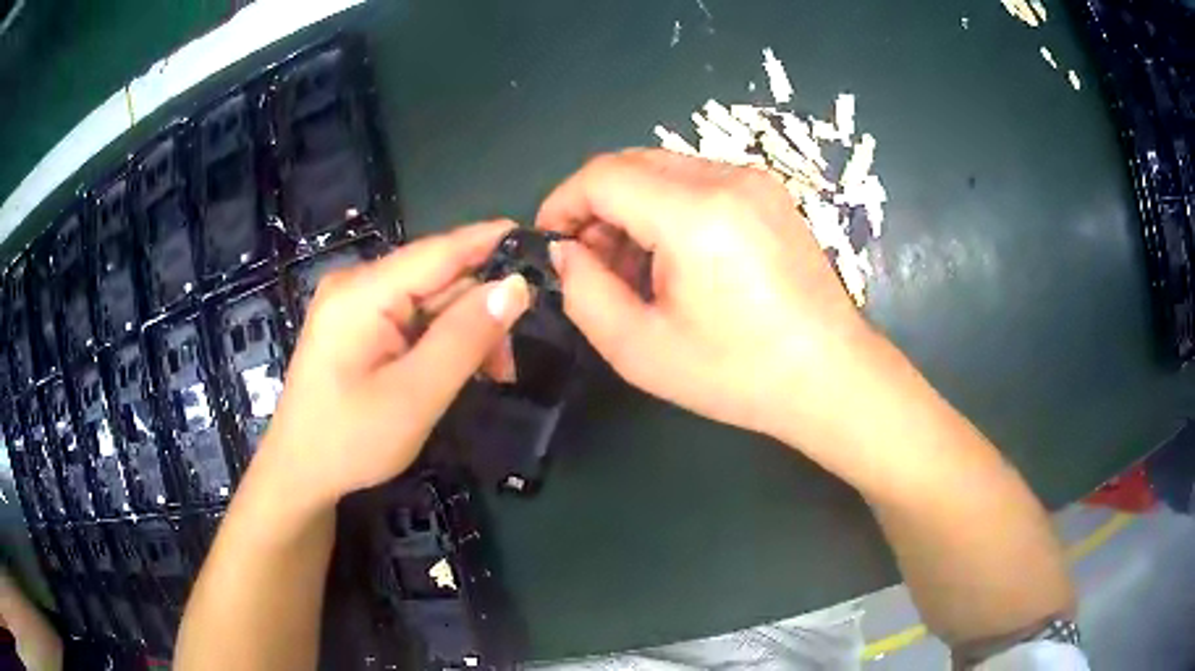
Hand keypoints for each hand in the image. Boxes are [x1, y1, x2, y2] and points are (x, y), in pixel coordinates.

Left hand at [253, 221, 530, 508]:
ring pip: (428, 299)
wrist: (300, 474)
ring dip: (464, 331)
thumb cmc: (351, 442)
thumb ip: (465, 338)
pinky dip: (441, 340)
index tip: (544, 245)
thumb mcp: (415, 396)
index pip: (440, 250)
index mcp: (362, 293)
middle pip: (436, 277)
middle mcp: (356, 284)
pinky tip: (456, 369)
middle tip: (509, 364)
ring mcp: (353, 303)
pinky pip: (411, 317)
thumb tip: (516, 285)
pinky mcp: (356, 324)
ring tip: (490, 375)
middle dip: (480, 312)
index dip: (492, 243)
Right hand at [538, 149, 875, 443]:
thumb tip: (566, 253)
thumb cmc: (738, 373)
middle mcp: (727, 178)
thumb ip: (584, 293)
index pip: (602, 176)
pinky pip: (698, 181)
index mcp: (694, 213)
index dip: (563, 203)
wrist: (830, 375)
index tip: (551, 243)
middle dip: (596, 206)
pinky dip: (669, 208)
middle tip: (592, 263)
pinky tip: (677, 258)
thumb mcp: (640, 349)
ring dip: (632, 207)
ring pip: (663, 170)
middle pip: (631, 164)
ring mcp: (755, 180)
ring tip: (635, 269)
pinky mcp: (771, 193)